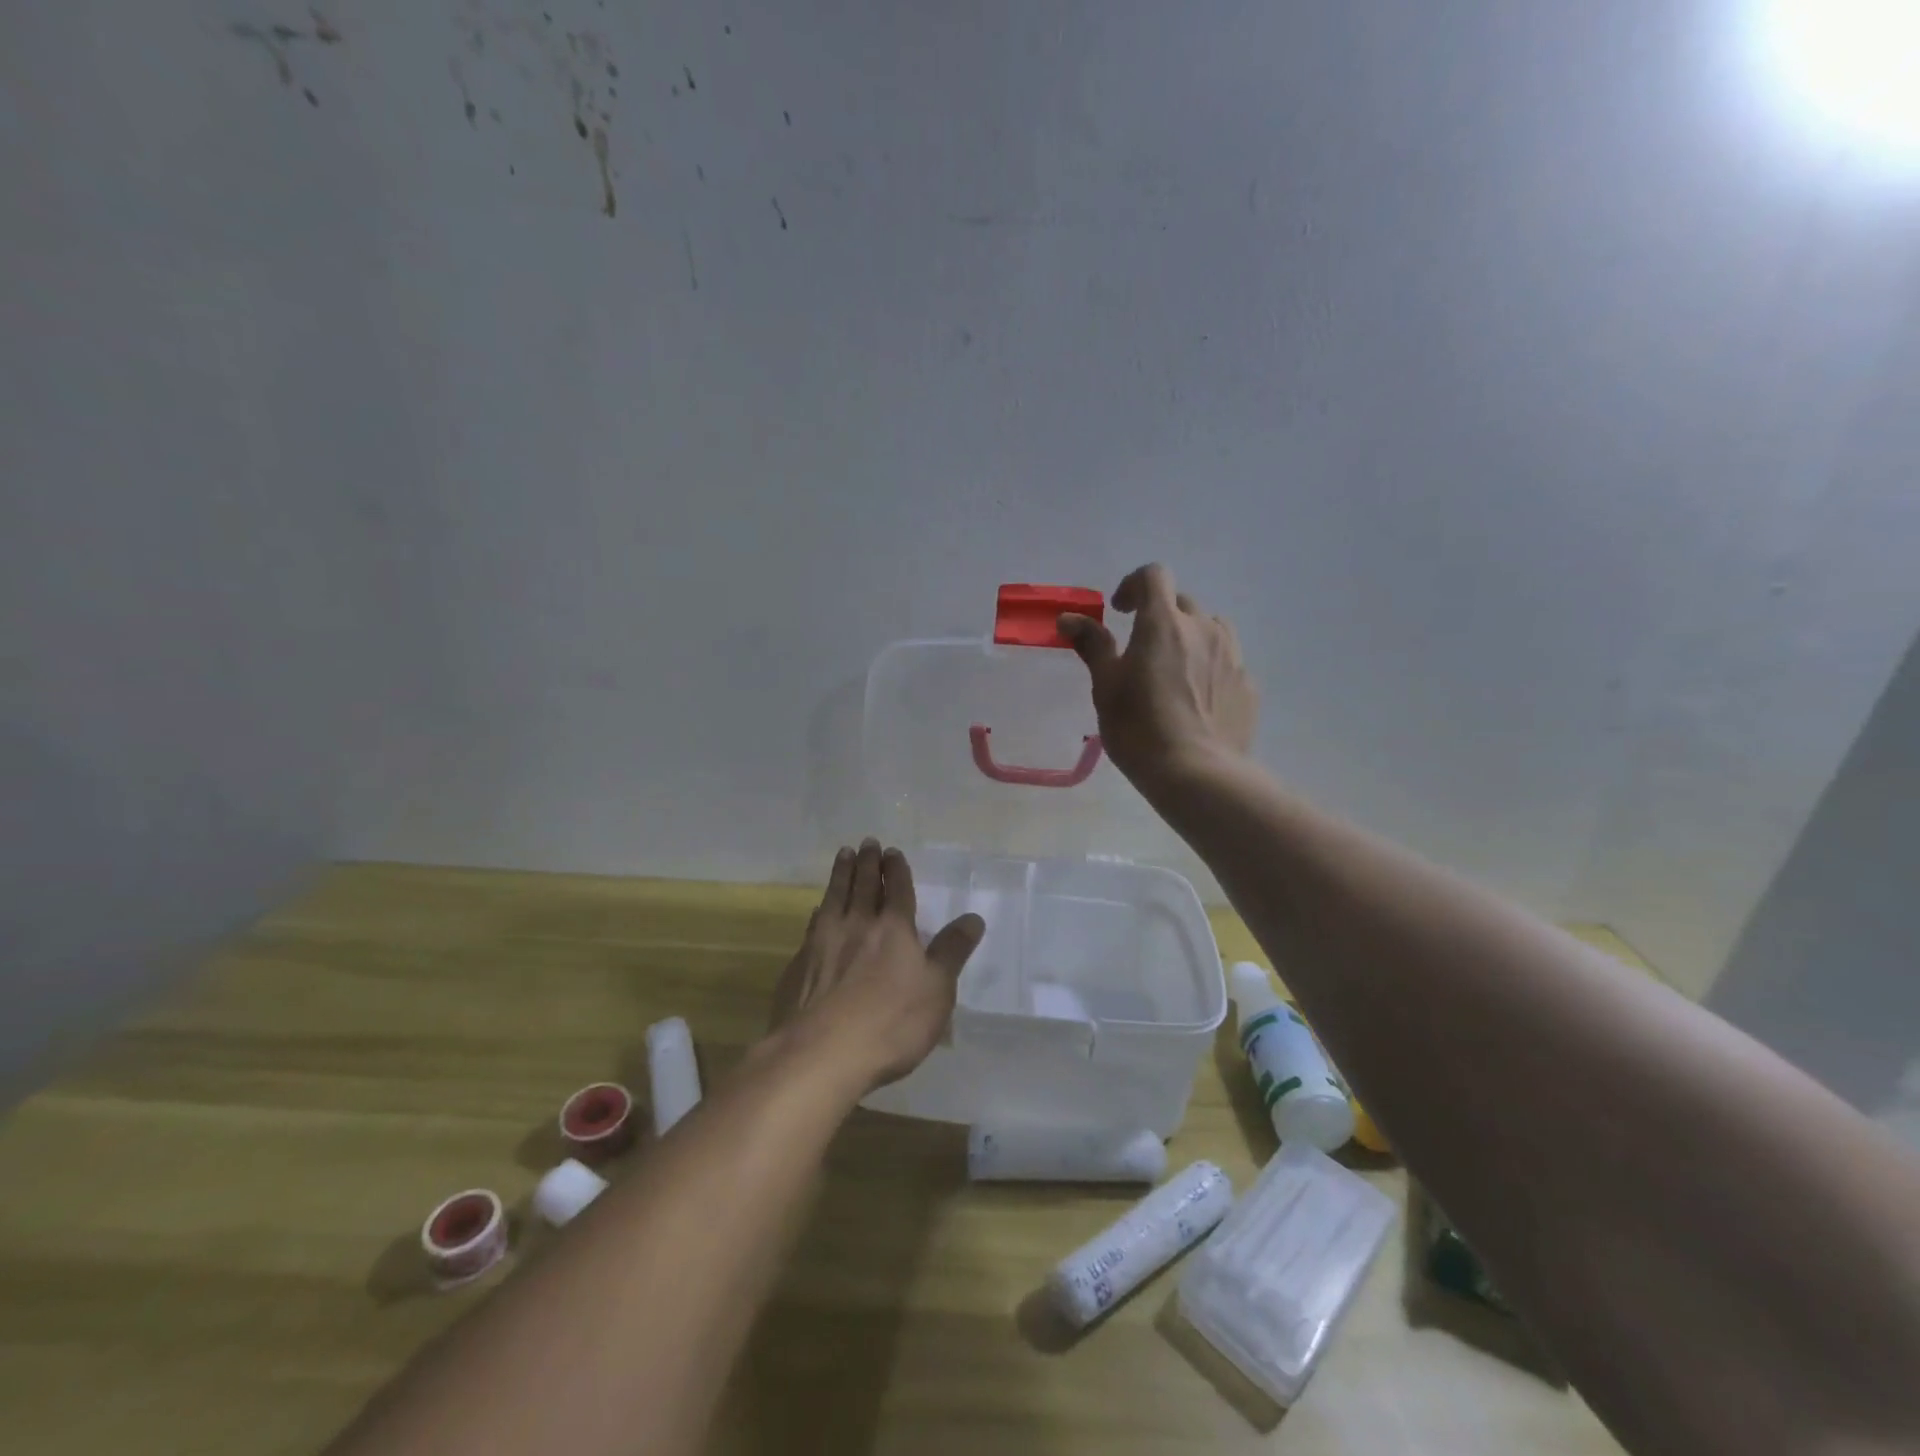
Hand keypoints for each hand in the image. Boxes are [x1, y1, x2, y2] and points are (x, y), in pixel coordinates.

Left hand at [768, 840, 985, 1090]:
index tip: (891, 852)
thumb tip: (974, 917)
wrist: (820, 1053)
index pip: (896, 889)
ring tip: (843, 855)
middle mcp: (857, 925)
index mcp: (894, 929)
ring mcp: (823, 941)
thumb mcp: (937, 990)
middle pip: (862, 885)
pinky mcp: (800, 963)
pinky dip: (819, 909)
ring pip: (835, 897)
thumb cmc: (890, 1022)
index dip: (895, 869)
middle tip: (866, 843)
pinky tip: (818, 909)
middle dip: (867, 862)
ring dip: (841, 874)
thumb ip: (952, 951)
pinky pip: (813, 923)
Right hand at [1058, 563, 1256, 789]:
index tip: (1120, 612)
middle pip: (1182, 602)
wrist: (1198, 774)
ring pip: (1211, 628)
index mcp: (1163, 623)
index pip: (1154, 575)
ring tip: (1175, 670)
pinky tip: (1197, 700)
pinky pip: (1227, 661)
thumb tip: (1069, 618)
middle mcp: (1203, 628)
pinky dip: (1210, 666)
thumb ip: (1092, 645)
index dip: (1134, 585)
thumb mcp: (1106, 687)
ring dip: (1190, 636)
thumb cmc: (1140, 729)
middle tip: (1142, 650)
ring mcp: (1232, 655)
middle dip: (1160, 615)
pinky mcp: (1248, 684)